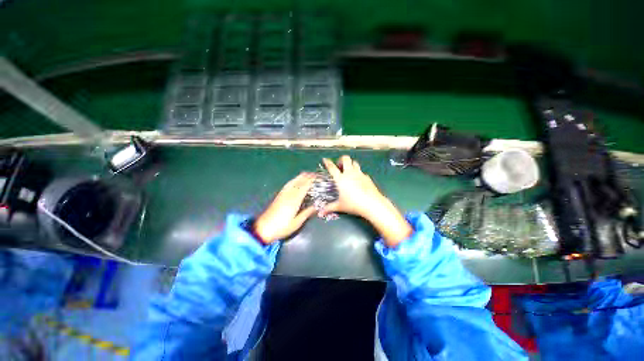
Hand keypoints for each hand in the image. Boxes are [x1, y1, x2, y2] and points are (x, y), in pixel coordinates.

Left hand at [253, 173, 316, 243]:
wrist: (263, 228)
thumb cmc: (282, 227)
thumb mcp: (297, 222)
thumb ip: (307, 212)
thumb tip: (317, 206)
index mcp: (294, 200)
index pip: (304, 185)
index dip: (312, 180)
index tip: (319, 177)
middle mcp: (288, 194)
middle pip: (299, 180)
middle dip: (308, 176)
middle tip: (316, 176)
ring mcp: (283, 193)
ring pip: (293, 180)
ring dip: (302, 177)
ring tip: (309, 176)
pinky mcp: (279, 195)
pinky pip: (289, 184)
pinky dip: (295, 180)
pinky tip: (297, 181)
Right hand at [321, 156, 411, 246]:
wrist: (372, 204)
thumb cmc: (353, 204)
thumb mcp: (340, 206)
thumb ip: (329, 208)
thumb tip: (320, 213)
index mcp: (341, 179)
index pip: (332, 167)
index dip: (328, 162)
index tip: (325, 159)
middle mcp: (350, 173)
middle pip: (346, 159)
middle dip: (341, 160)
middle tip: (340, 166)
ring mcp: (359, 174)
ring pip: (355, 162)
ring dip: (351, 164)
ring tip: (349, 171)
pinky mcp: (367, 177)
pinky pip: (361, 171)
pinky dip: (358, 173)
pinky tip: (358, 180)